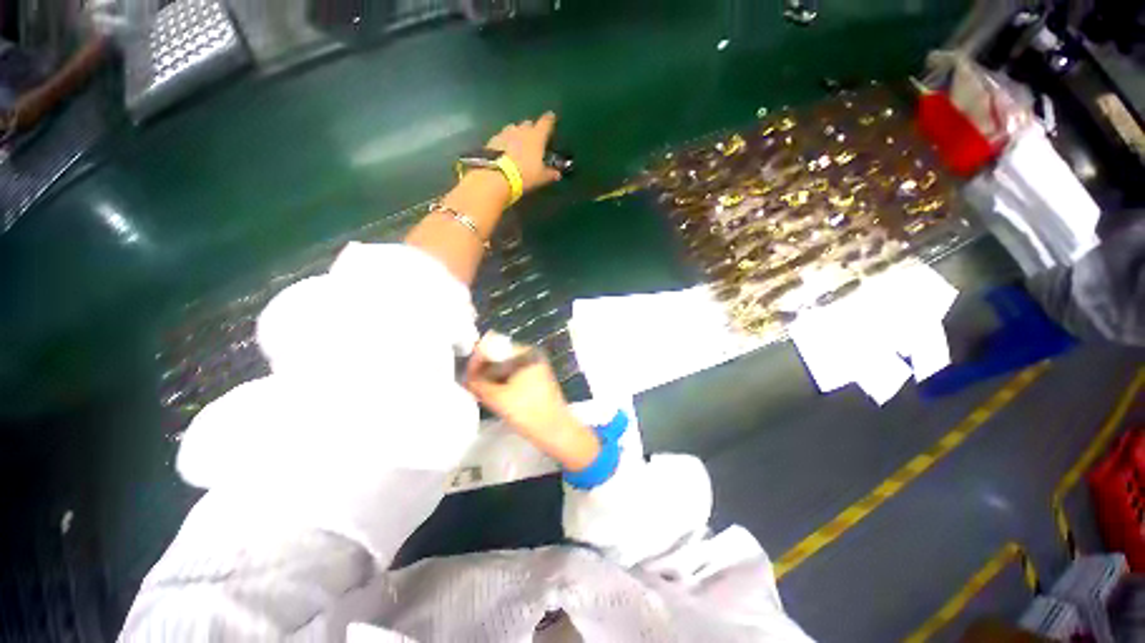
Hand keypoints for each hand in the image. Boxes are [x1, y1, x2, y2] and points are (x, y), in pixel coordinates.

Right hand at [465, 338, 599, 470]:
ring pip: (506, 367)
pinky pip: (513, 375)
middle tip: (470, 382)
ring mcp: (536, 367)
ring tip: (479, 390)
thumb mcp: (497, 397)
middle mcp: (532, 355)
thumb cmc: (529, 412)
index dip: (477, 359)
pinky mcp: (536, 379)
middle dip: (483, 369)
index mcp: (526, 353)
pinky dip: (502, 382)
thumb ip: (477, 383)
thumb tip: (465, 376)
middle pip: (500, 355)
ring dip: (491, 377)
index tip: (466, 373)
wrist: (555, 431)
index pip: (494, 346)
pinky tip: (492, 395)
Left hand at [486, 111, 561, 193]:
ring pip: (513, 129)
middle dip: (531, 128)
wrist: (498, 175)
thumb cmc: (525, 174)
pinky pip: (502, 137)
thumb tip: (557, 174)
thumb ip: (550, 174)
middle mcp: (521, 130)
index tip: (551, 116)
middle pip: (528, 124)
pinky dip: (505, 142)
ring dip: (517, 134)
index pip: (546, 123)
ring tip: (517, 144)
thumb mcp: (541, 177)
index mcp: (536, 136)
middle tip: (533, 137)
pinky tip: (505, 151)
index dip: (549, 119)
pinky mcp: (493, 140)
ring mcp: (505, 133)